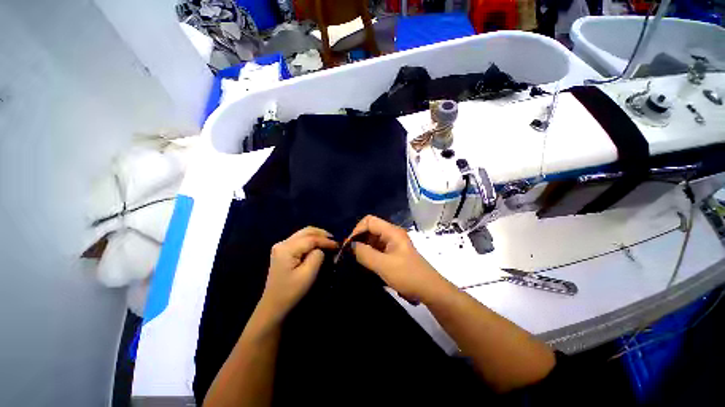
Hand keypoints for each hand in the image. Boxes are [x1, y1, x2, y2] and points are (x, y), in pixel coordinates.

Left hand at [259, 227, 337, 320]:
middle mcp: (282, 243)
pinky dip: (311, 239)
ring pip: (303, 233)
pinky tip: (318, 244)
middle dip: (322, 234)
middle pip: (306, 231)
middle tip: (334, 240)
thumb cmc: (291, 291)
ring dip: (317, 236)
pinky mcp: (283, 250)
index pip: (311, 238)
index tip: (338, 245)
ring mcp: (281, 246)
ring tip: (329, 241)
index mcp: (287, 248)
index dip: (326, 240)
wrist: (274, 305)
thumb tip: (321, 249)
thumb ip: (317, 256)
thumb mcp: (308, 275)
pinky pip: (300, 239)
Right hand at [348, 215, 446, 302]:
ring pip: (373, 239)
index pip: (369, 221)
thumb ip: (365, 254)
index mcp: (392, 232)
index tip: (349, 245)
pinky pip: (377, 249)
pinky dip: (369, 254)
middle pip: (370, 229)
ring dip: (363, 247)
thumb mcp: (383, 265)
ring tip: (355, 260)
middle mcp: (392, 234)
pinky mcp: (393, 253)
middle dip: (359, 239)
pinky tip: (364, 264)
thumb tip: (350, 246)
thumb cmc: (408, 275)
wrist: (429, 290)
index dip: (357, 230)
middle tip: (349, 254)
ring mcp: (393, 243)